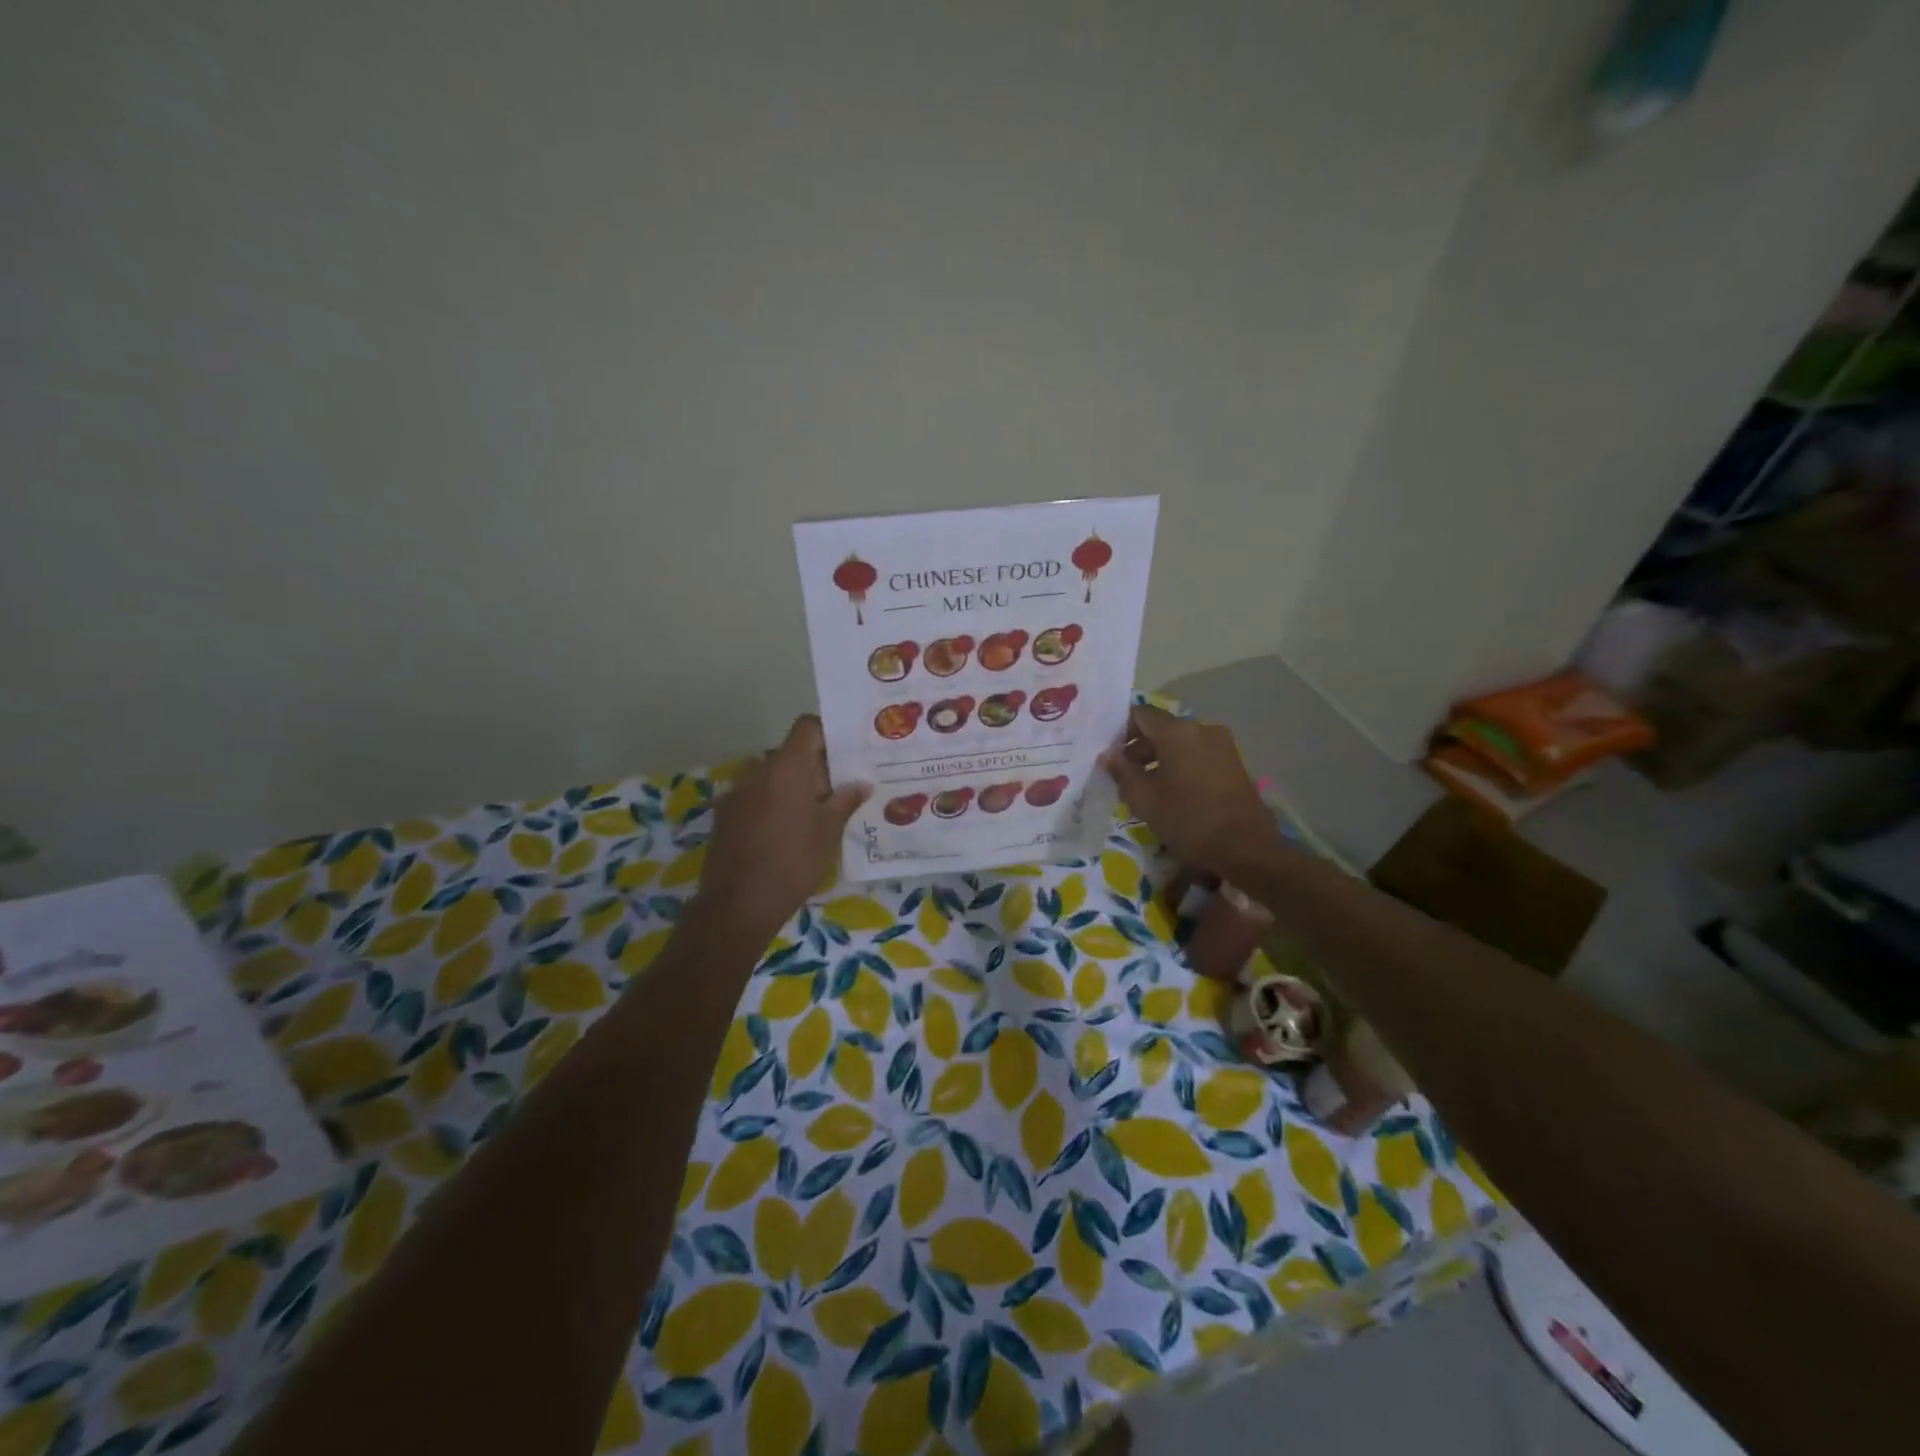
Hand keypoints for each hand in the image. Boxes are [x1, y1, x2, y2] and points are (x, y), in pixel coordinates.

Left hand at [700, 715, 869, 940]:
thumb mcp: (829, 832)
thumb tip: (861, 784)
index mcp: (787, 766)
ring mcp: (737, 791)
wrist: (738, 904)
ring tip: (812, 813)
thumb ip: (845, 801)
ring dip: (790, 786)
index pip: (807, 727)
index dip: (827, 734)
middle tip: (836, 790)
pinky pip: (754, 796)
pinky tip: (784, 831)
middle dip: (813, 767)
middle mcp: (758, 770)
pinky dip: (771, 803)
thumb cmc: (793, 862)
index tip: (845, 754)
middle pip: (790, 753)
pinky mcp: (724, 814)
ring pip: (771, 776)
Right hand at [1098, 704, 1279, 875]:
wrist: (1247, 848)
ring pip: (1180, 743)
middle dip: (1139, 748)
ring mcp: (1222, 745)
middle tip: (1123, 777)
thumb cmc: (1189, 820)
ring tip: (1146, 789)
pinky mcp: (1233, 762)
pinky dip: (1180, 766)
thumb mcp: (1145, 800)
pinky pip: (1197, 754)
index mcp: (1177, 732)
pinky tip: (1172, 794)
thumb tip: (1107, 754)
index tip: (1109, 755)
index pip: (1140, 714)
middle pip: (1161, 728)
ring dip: (1159, 759)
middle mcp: (1201, 729)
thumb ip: (1122, 772)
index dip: (1120, 730)